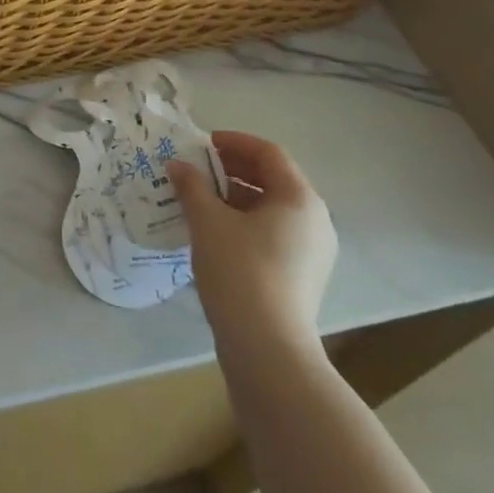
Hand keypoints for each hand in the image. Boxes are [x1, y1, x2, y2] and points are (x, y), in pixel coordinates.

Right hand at [167, 131, 337, 353]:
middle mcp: (315, 220)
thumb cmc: (240, 272)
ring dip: (236, 197)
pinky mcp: (303, 276)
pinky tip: (215, 234)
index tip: (202, 145)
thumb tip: (178, 165)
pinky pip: (274, 234)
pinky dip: (246, 223)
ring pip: (272, 209)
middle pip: (273, 179)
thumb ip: (192, 187)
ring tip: (200, 201)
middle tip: (197, 170)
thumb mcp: (208, 222)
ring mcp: (313, 251)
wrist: (268, 349)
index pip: (269, 153)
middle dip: (233, 170)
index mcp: (299, 199)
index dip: (234, 142)